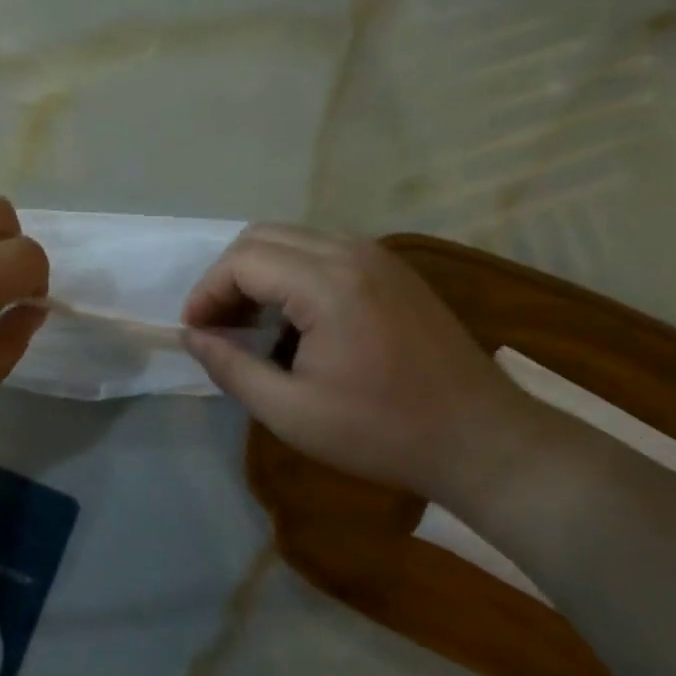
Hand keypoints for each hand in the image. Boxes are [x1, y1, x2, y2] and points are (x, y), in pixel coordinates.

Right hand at [181, 225, 536, 504]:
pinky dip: (292, 271)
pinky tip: (294, 318)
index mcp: (327, 283)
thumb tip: (192, 336)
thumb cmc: (383, 432)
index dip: (207, 292)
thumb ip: (232, 368)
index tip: (194, 331)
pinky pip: (323, 249)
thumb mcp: (292, 413)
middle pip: (263, 236)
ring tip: (250, 322)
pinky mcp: (393, 268)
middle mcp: (351, 251)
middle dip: (229, 276)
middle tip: (218, 325)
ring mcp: (377, 255)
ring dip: (260, 271)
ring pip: (293, 238)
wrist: (483, 439)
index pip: (243, 262)